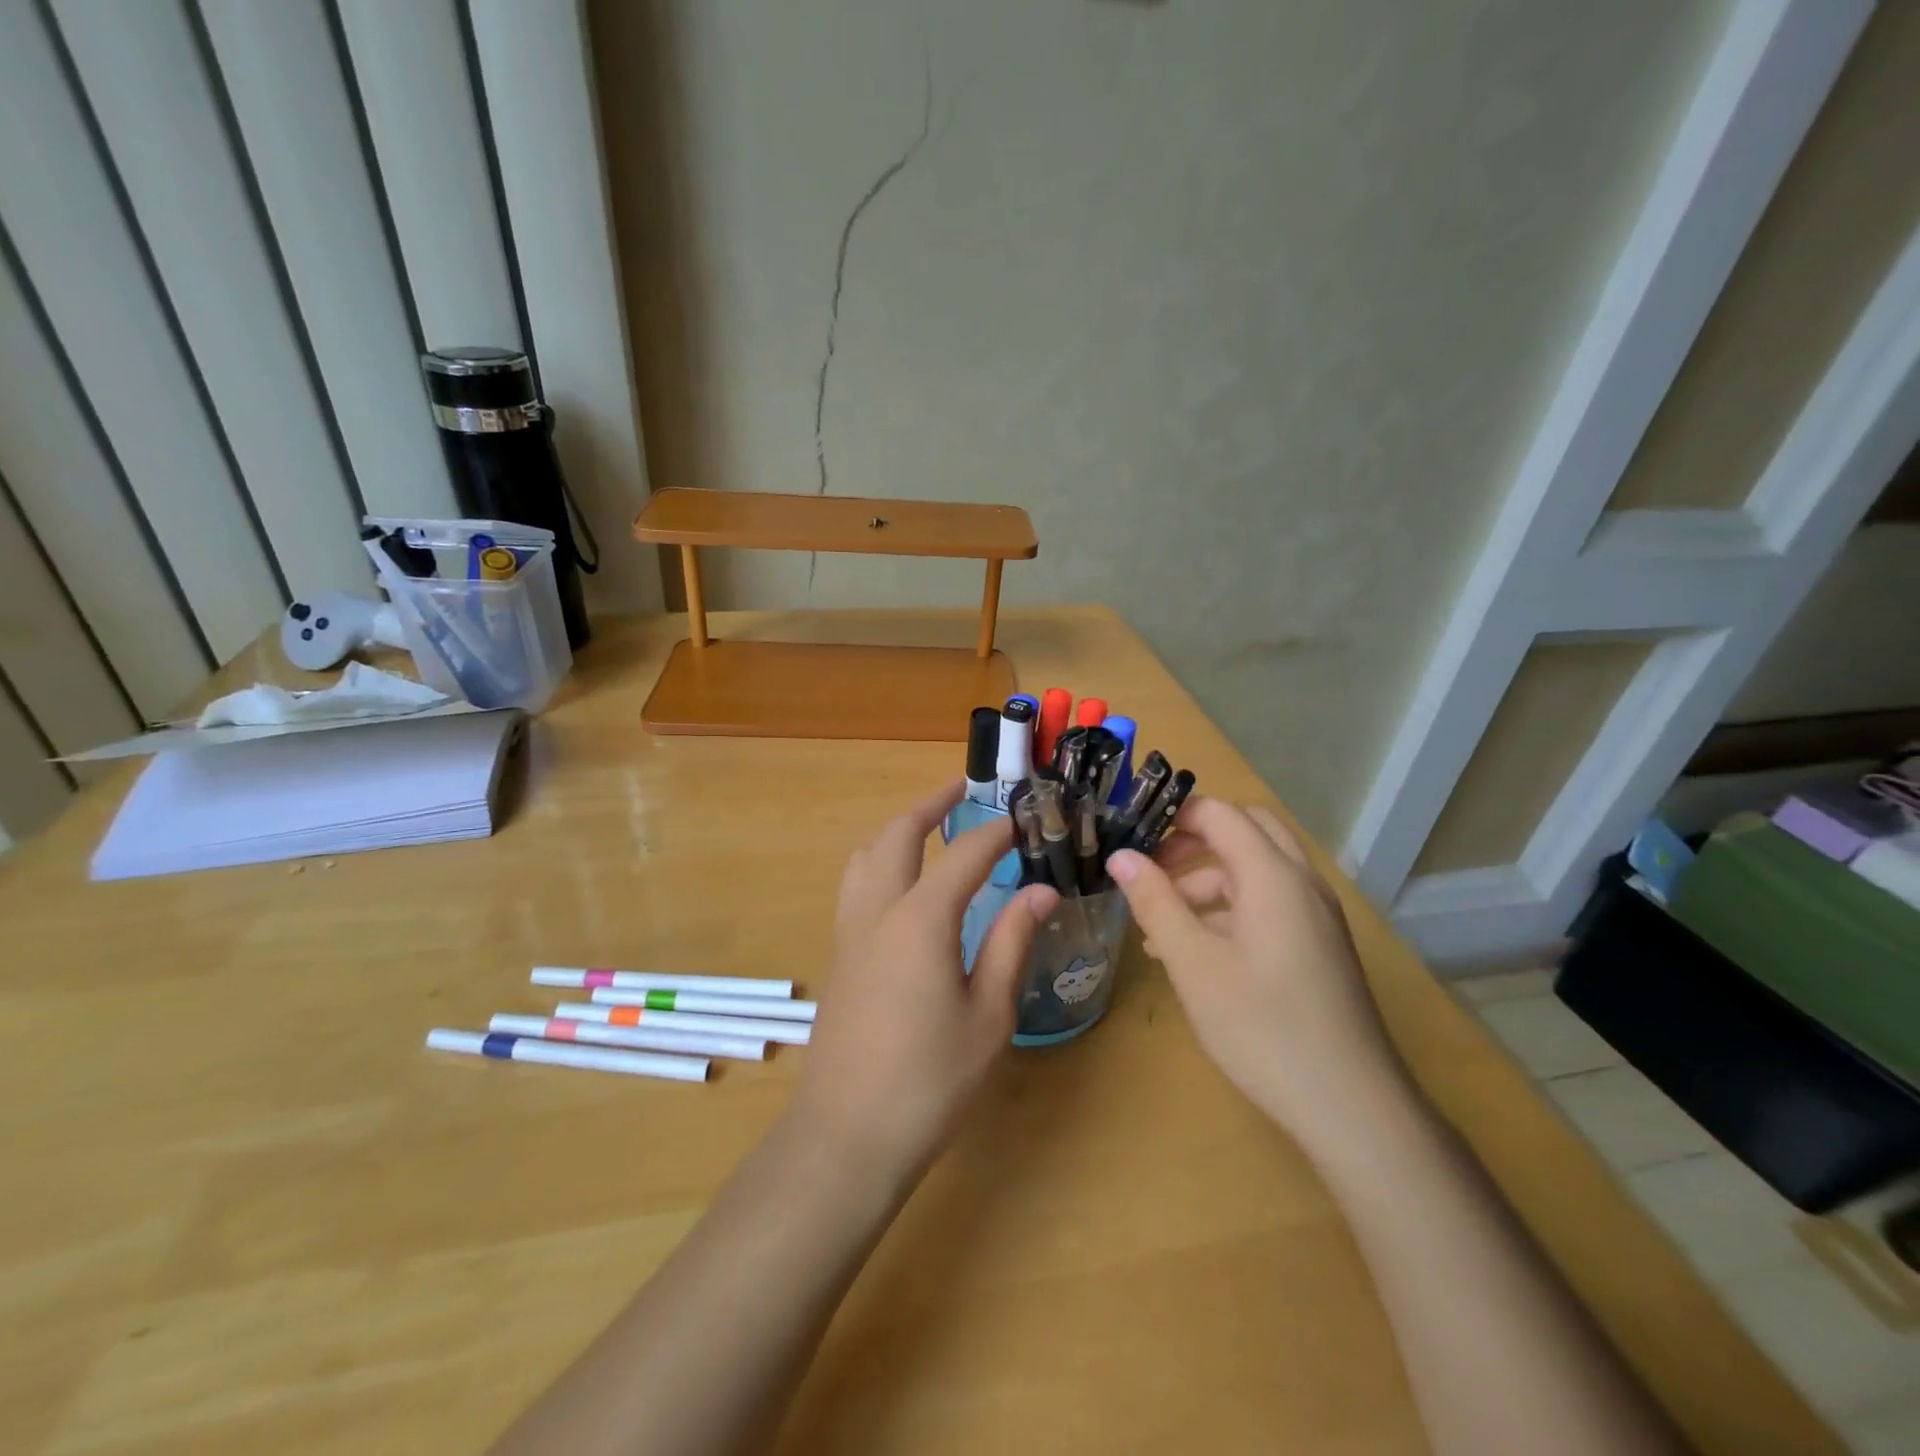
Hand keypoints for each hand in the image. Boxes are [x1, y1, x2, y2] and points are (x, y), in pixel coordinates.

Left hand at [792, 782, 1058, 1177]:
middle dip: (929, 805)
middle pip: (897, 835)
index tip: (1023, 819)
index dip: (996, 832)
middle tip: (961, 790)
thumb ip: (1012, 943)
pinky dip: (880, 860)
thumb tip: (1041, 891)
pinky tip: (901, 885)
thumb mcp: (989, 1014)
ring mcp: (849, 932)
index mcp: (919, 919)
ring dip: (896, 829)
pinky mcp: (838, 957)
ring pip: (865, 855)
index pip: (963, 854)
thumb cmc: (929, 1080)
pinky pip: (856, 884)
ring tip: (926, 825)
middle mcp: (877, 911)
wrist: (845, 1136)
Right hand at [1106, 798, 1409, 1146]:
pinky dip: (1230, 908)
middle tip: (1152, 868)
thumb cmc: (1262, 1027)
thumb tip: (1121, 856)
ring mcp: (1316, 915)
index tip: (1131, 836)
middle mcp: (1301, 882)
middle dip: (1194, 841)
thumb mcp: (1193, 963)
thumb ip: (1155, 903)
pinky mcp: (1320, 945)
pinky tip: (1196, 951)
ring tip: (1159, 924)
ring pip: (1256, 870)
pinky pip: (1270, 903)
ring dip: (1207, 879)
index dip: (1174, 816)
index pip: (1220, 813)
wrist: (1351, 1106)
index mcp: (1272, 875)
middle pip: (1246, 831)